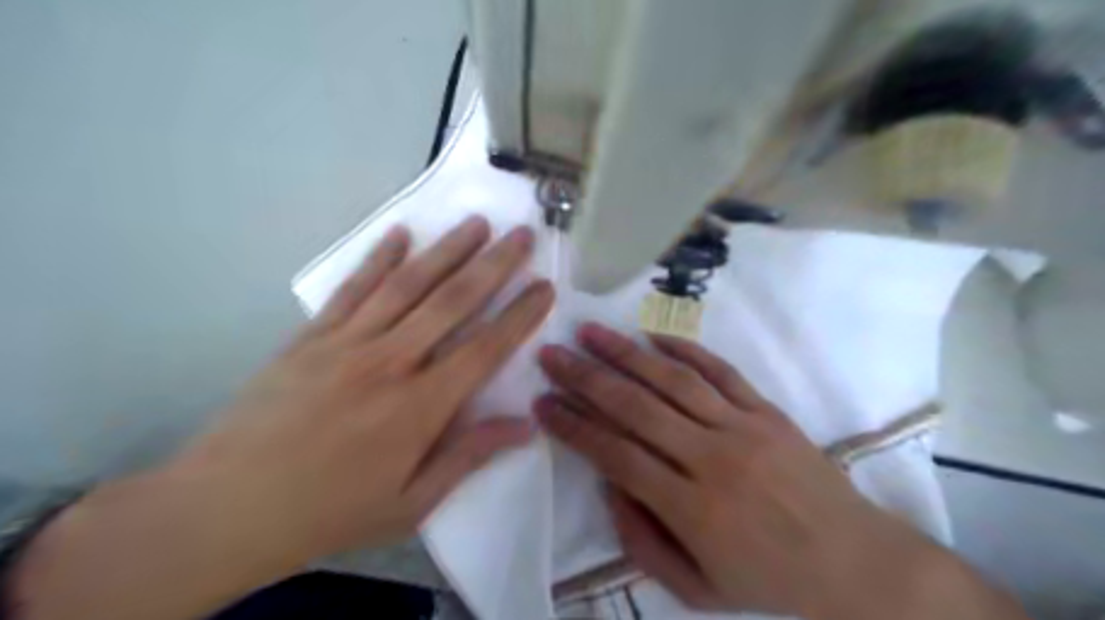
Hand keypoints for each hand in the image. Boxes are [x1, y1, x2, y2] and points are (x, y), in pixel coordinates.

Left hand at [13, 216, 557, 619]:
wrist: (225, 509)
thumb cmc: (330, 512)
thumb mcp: (411, 503)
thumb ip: (470, 456)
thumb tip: (525, 426)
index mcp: (419, 407)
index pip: (485, 348)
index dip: (520, 315)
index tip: (545, 287)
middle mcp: (389, 362)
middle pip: (452, 302)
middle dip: (494, 265)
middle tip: (522, 235)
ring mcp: (347, 343)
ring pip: (407, 284)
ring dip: (446, 250)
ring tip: (476, 223)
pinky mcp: (311, 337)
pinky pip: (352, 289)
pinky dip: (378, 258)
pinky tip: (400, 234)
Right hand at [535, 324, 1027, 619]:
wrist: (855, 562)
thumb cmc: (769, 580)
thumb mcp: (695, 588)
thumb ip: (641, 540)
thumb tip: (609, 483)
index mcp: (691, 509)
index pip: (615, 454)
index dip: (573, 426)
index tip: (542, 403)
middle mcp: (711, 459)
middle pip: (634, 408)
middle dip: (585, 378)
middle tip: (551, 355)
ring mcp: (741, 427)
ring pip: (671, 381)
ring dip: (625, 353)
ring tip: (589, 331)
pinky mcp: (766, 410)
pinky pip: (719, 370)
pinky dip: (684, 349)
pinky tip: (652, 336)